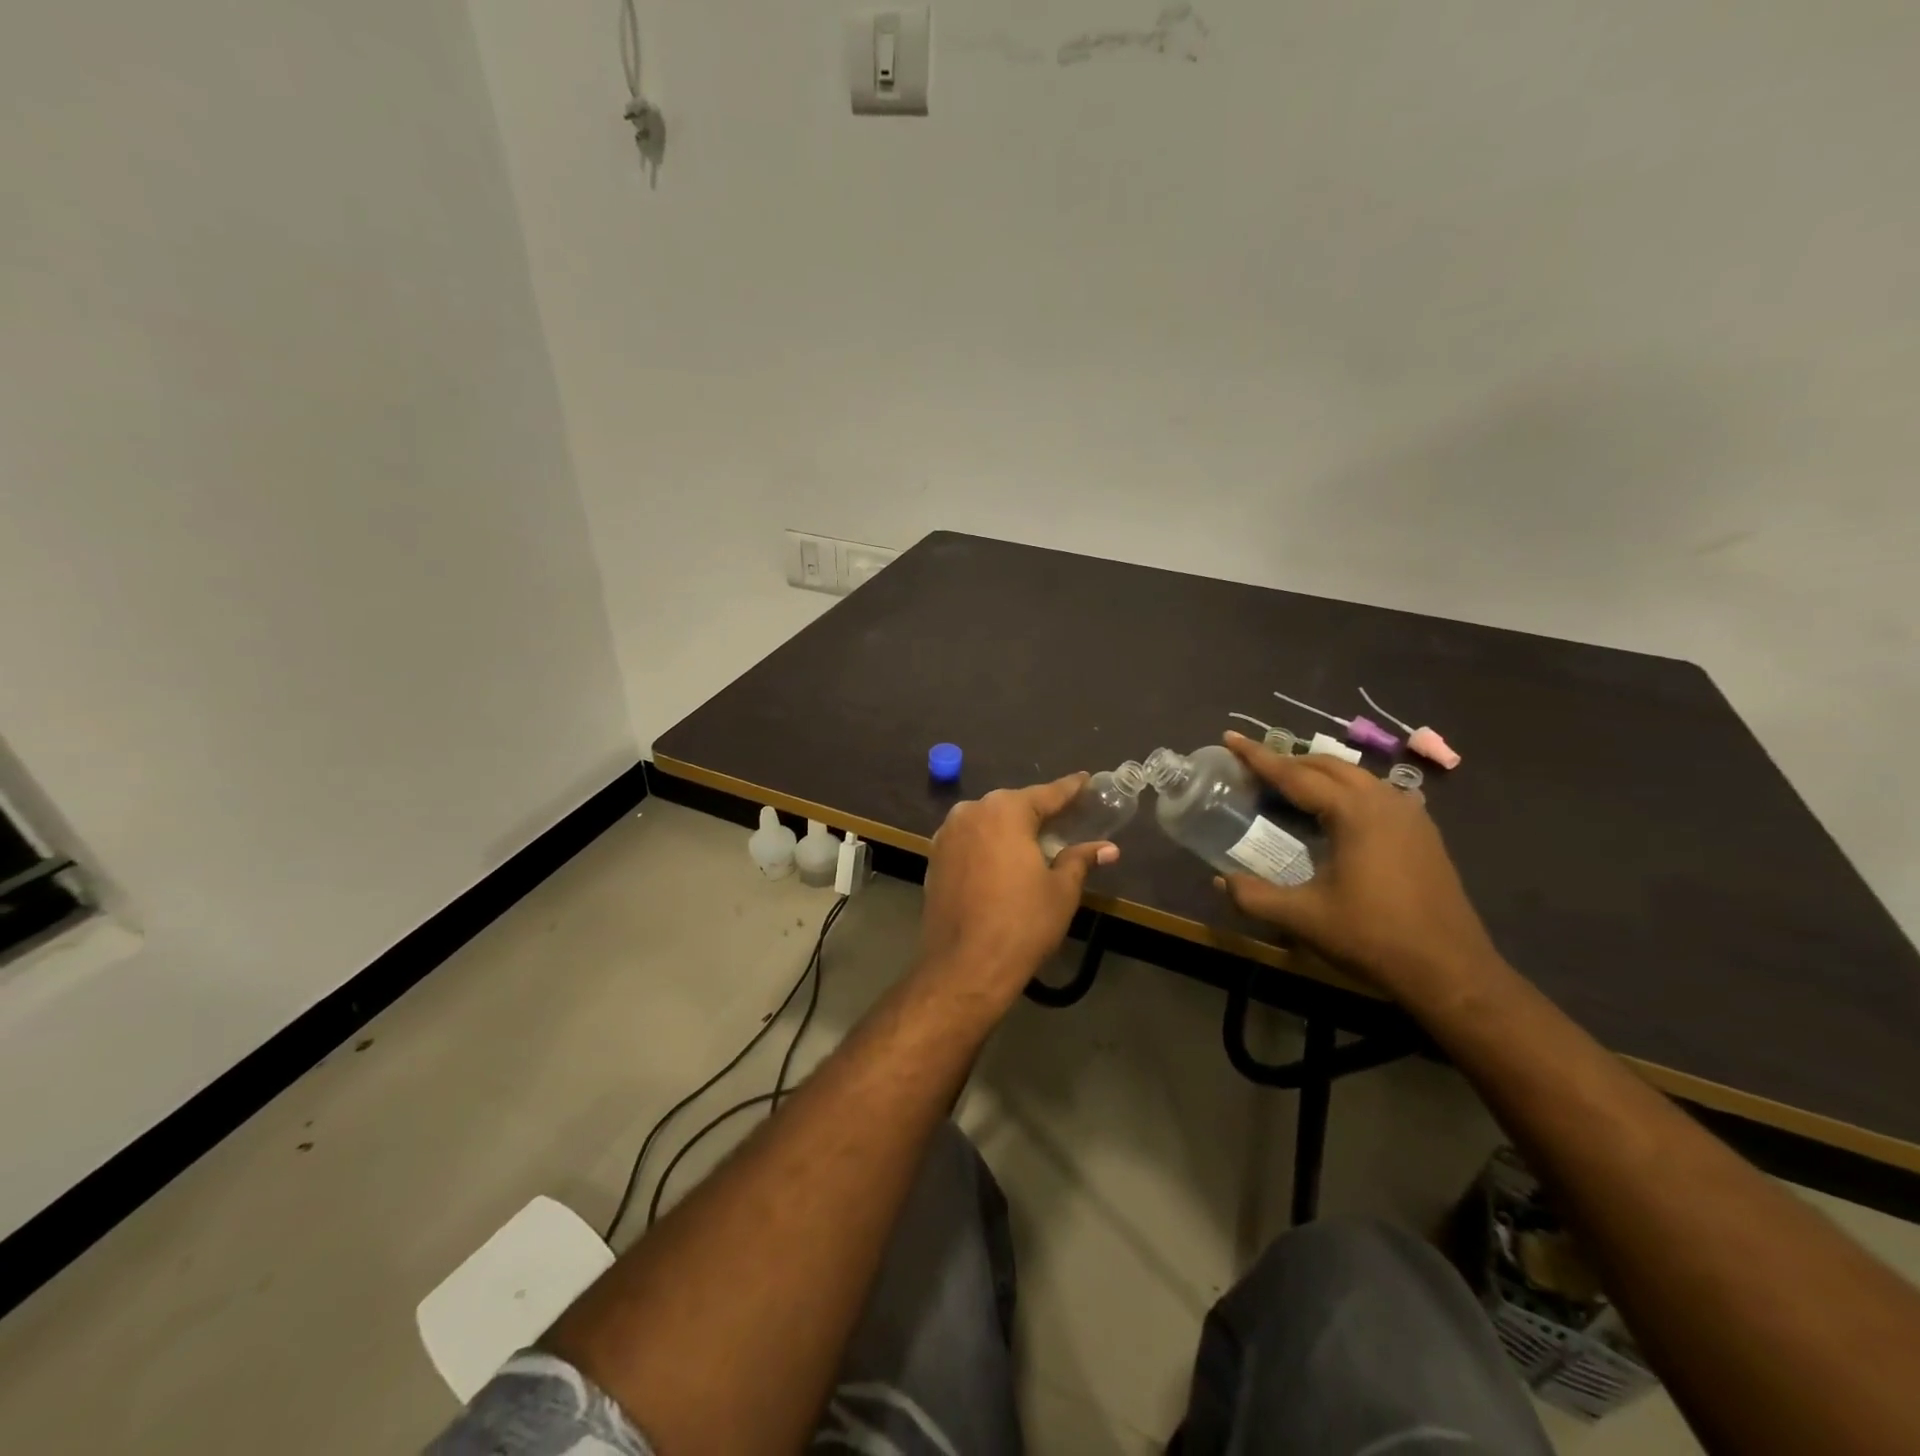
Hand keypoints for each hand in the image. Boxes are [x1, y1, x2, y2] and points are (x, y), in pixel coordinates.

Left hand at [918, 774, 1118, 1005]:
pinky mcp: (934, 858)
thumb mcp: (1061, 891)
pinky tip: (1003, 861)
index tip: (1086, 780)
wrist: (964, 966)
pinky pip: (970, 841)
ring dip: (1010, 829)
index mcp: (1004, 811)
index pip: (1046, 794)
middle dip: (1038, 812)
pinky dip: (989, 845)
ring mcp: (946, 834)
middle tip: (1065, 818)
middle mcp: (971, 812)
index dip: (1070, 789)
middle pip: (1013, 805)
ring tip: (1035, 841)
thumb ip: (1081, 860)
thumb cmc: (1022, 924)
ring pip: (988, 822)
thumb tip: (1108, 849)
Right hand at [1217, 732, 1504, 1007]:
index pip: (1295, 774)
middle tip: (1254, 765)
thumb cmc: (1373, 937)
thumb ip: (1253, 896)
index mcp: (1353, 812)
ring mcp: (1410, 815)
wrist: (1450, 971)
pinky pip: (1377, 794)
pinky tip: (1336, 812)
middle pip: (1327, 766)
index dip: (1258, 756)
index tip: (1231, 738)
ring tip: (1289, 784)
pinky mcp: (1423, 833)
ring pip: (1356, 776)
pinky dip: (1346, 791)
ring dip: (1319, 774)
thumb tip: (1219, 881)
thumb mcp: (1303, 918)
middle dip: (1289, 760)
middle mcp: (1383, 801)